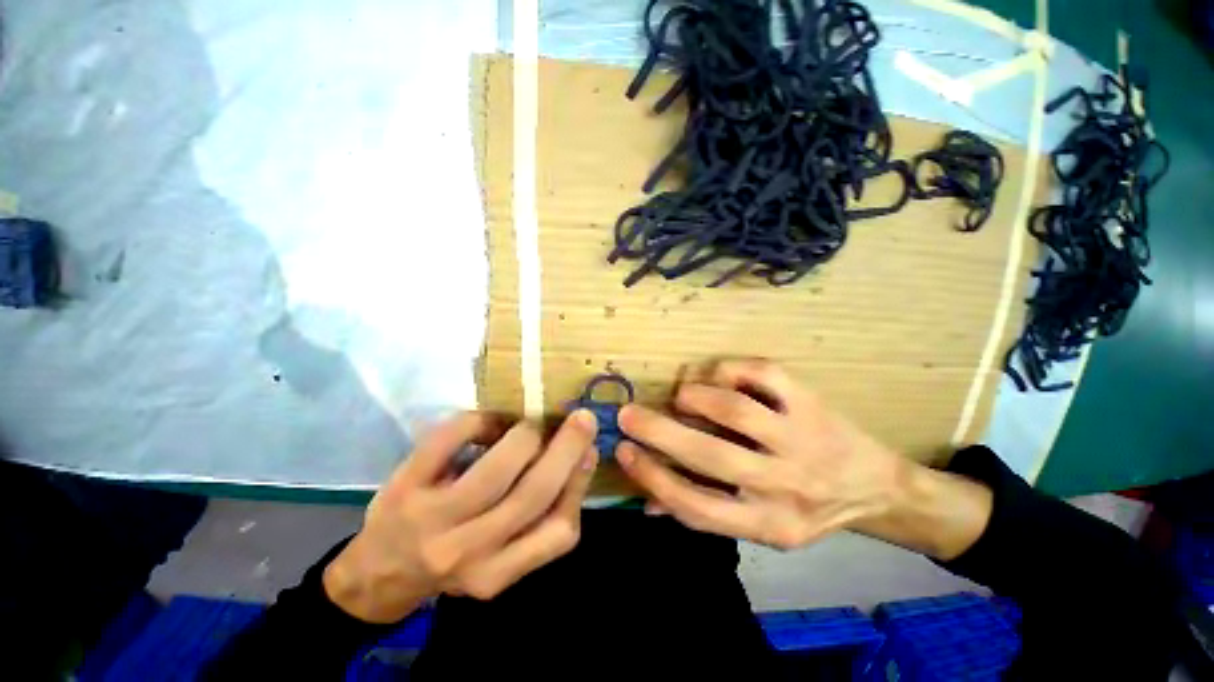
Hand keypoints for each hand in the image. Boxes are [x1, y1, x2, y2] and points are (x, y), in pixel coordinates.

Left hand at [323, 410, 597, 622]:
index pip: (558, 531)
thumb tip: (580, 458)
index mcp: (498, 573)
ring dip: (526, 435)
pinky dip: (480, 420)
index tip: (590, 449)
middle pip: (532, 494)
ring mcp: (431, 519)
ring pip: (496, 469)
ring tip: (532, 425)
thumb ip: (543, 518)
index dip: (579, 483)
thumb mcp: (503, 559)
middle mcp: (467, 552)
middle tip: (583, 418)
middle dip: (566, 448)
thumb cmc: (454, 560)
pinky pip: (450, 439)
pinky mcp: (404, 486)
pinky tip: (490, 421)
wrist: (379, 573)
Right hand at [615, 359, 906, 549]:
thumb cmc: (807, 509)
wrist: (878, 487)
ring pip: (735, 411)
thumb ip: (704, 510)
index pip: (696, 508)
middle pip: (710, 456)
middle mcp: (786, 485)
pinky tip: (717, 376)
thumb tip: (647, 500)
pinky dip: (728, 369)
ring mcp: (802, 438)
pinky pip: (762, 374)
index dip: (652, 477)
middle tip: (627, 413)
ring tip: (681, 396)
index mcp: (769, 525)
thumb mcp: (762, 528)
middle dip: (658, 431)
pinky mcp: (811, 401)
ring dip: (695, 398)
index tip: (624, 451)